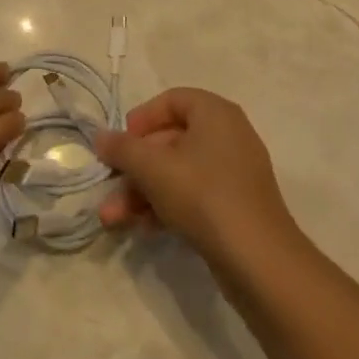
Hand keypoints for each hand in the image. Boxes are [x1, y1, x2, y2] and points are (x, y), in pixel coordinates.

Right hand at [95, 88, 300, 270]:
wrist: (257, 258)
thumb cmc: (203, 195)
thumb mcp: (153, 168)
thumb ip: (123, 149)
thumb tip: (101, 136)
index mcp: (215, 113)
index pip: (172, 100)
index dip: (142, 118)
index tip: (120, 144)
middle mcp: (228, 135)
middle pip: (170, 140)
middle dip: (133, 169)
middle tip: (107, 190)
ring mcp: (233, 172)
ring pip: (178, 172)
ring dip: (142, 192)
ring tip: (114, 219)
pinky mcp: (234, 205)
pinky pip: (193, 194)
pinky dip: (166, 205)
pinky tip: (144, 228)